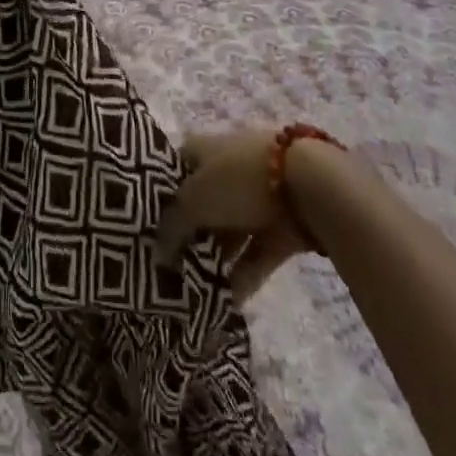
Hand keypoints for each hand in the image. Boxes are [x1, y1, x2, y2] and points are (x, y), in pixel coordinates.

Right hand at [155, 129, 313, 304]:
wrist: (307, 185)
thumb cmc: (239, 180)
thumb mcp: (195, 200)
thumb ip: (172, 226)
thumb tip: (156, 251)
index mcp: (202, 150)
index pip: (174, 170)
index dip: (161, 198)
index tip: (148, 231)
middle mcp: (226, 169)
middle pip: (200, 204)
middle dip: (187, 236)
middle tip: (168, 271)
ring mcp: (254, 197)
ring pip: (227, 231)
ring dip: (213, 260)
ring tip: (192, 294)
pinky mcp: (279, 226)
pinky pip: (254, 254)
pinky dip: (241, 277)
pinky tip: (224, 306)